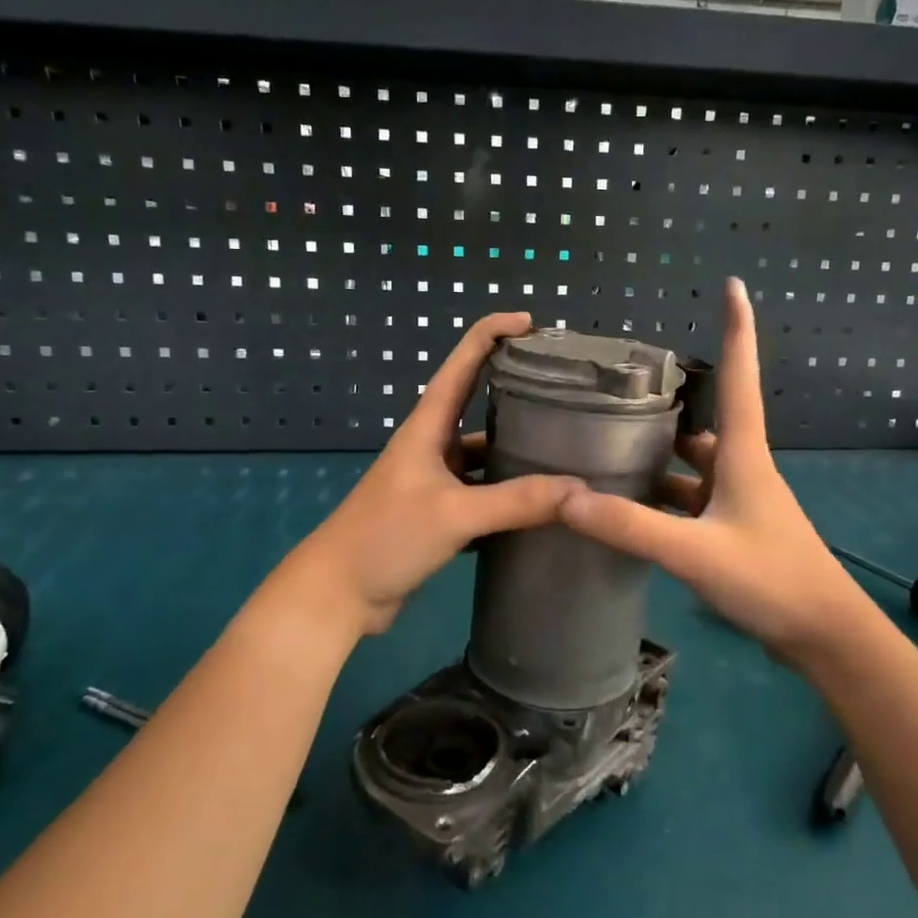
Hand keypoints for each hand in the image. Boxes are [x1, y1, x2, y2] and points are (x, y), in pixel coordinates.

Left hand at [285, 313, 582, 635]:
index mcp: (428, 427)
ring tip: (567, 453)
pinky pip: (483, 495)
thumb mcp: (454, 514)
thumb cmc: (386, 537)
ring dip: (517, 454)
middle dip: (517, 394)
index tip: (530, 322)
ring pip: (485, 457)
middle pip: (478, 406)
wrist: (338, 595)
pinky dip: (509, 497)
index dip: (491, 334)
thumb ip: (516, 502)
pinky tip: (541, 506)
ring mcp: (435, 482)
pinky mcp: (438, 515)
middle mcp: (432, 446)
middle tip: (567, 392)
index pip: (461, 364)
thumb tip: (579, 490)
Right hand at [561, 278, 882, 670]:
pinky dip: (662, 497)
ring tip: (606, 445)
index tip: (733, 284)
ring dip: (659, 455)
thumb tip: (567, 498)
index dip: (737, 328)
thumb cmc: (770, 579)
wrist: (824, 636)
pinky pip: (690, 500)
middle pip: (704, 420)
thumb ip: (631, 526)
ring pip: (692, 465)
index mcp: (743, 455)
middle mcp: (741, 468)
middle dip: (669, 400)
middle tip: (618, 387)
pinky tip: (628, 505)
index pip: (740, 375)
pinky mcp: (733, 531)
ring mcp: (739, 501)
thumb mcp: (694, 553)